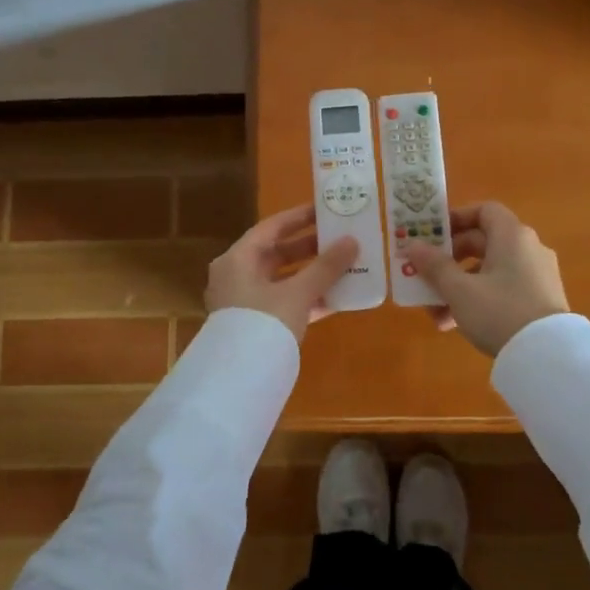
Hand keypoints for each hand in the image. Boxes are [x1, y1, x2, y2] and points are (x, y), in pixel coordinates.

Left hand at [205, 204, 360, 342]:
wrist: (240, 380)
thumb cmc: (264, 323)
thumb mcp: (298, 292)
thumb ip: (326, 267)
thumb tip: (353, 241)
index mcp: (238, 259)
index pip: (271, 228)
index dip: (299, 217)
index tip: (325, 210)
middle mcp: (236, 276)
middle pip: (276, 253)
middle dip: (310, 248)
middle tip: (340, 238)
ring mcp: (244, 302)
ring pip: (283, 280)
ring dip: (312, 275)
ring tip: (345, 266)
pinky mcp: (255, 326)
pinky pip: (284, 303)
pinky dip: (307, 299)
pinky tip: (336, 300)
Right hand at [401, 201, 568, 355]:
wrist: (547, 357)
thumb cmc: (499, 312)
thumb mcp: (459, 290)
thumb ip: (435, 266)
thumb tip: (413, 246)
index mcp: (512, 236)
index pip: (484, 211)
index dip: (457, 218)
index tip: (433, 235)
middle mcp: (528, 248)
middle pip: (483, 242)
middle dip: (449, 261)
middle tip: (426, 275)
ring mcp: (537, 275)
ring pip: (489, 271)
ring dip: (459, 287)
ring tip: (435, 313)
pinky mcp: (540, 300)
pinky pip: (503, 289)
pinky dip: (479, 299)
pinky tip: (455, 325)